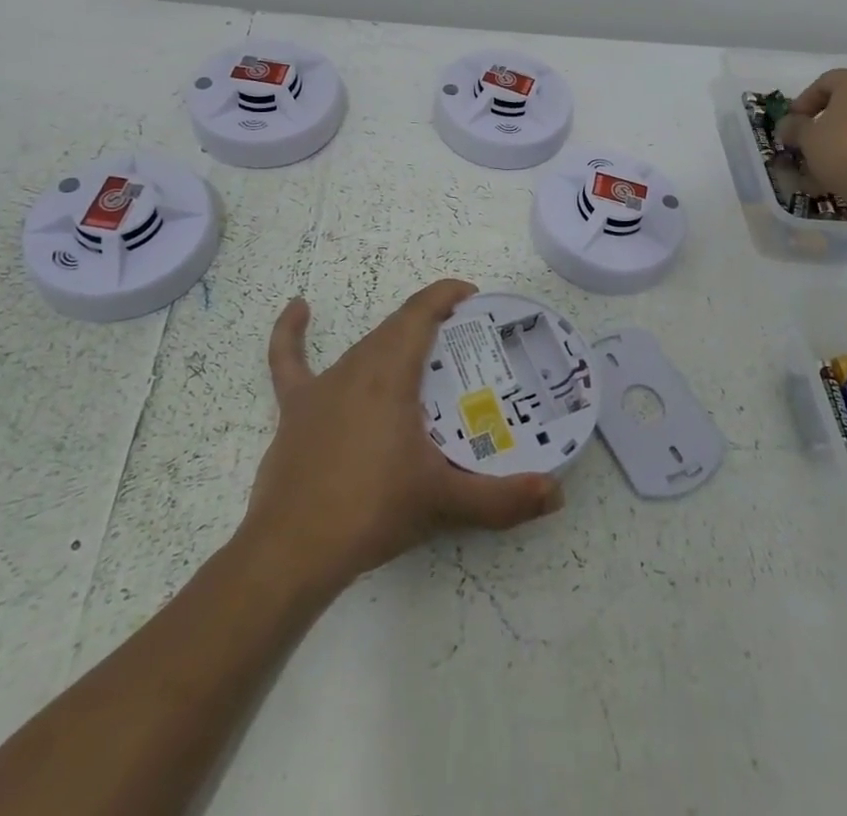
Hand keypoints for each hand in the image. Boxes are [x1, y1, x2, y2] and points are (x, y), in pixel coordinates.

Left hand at [240, 279, 564, 596]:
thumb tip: (556, 493)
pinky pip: (289, 361)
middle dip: (431, 324)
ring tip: (423, 358)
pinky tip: (299, 308)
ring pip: (364, 347)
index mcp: (390, 373)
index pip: (421, 313)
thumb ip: (503, 499)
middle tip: (465, 346)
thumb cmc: (372, 511)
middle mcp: (356, 367)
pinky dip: (291, 333)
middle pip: (397, 329)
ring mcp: (322, 387)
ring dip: (394, 342)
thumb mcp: (444, 502)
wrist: (292, 552)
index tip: (473, 297)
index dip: (446, 295)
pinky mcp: (295, 409)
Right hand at [776, 69, 846, 216]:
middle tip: (805, 143)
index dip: (803, 102)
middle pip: (844, 104)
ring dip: (839, 142)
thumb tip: (788, 124)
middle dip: (821, 124)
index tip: (792, 124)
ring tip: (821, 166)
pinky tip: (843, 176)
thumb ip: (794, 127)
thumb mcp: (808, 139)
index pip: (823, 83)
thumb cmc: (846, 151)